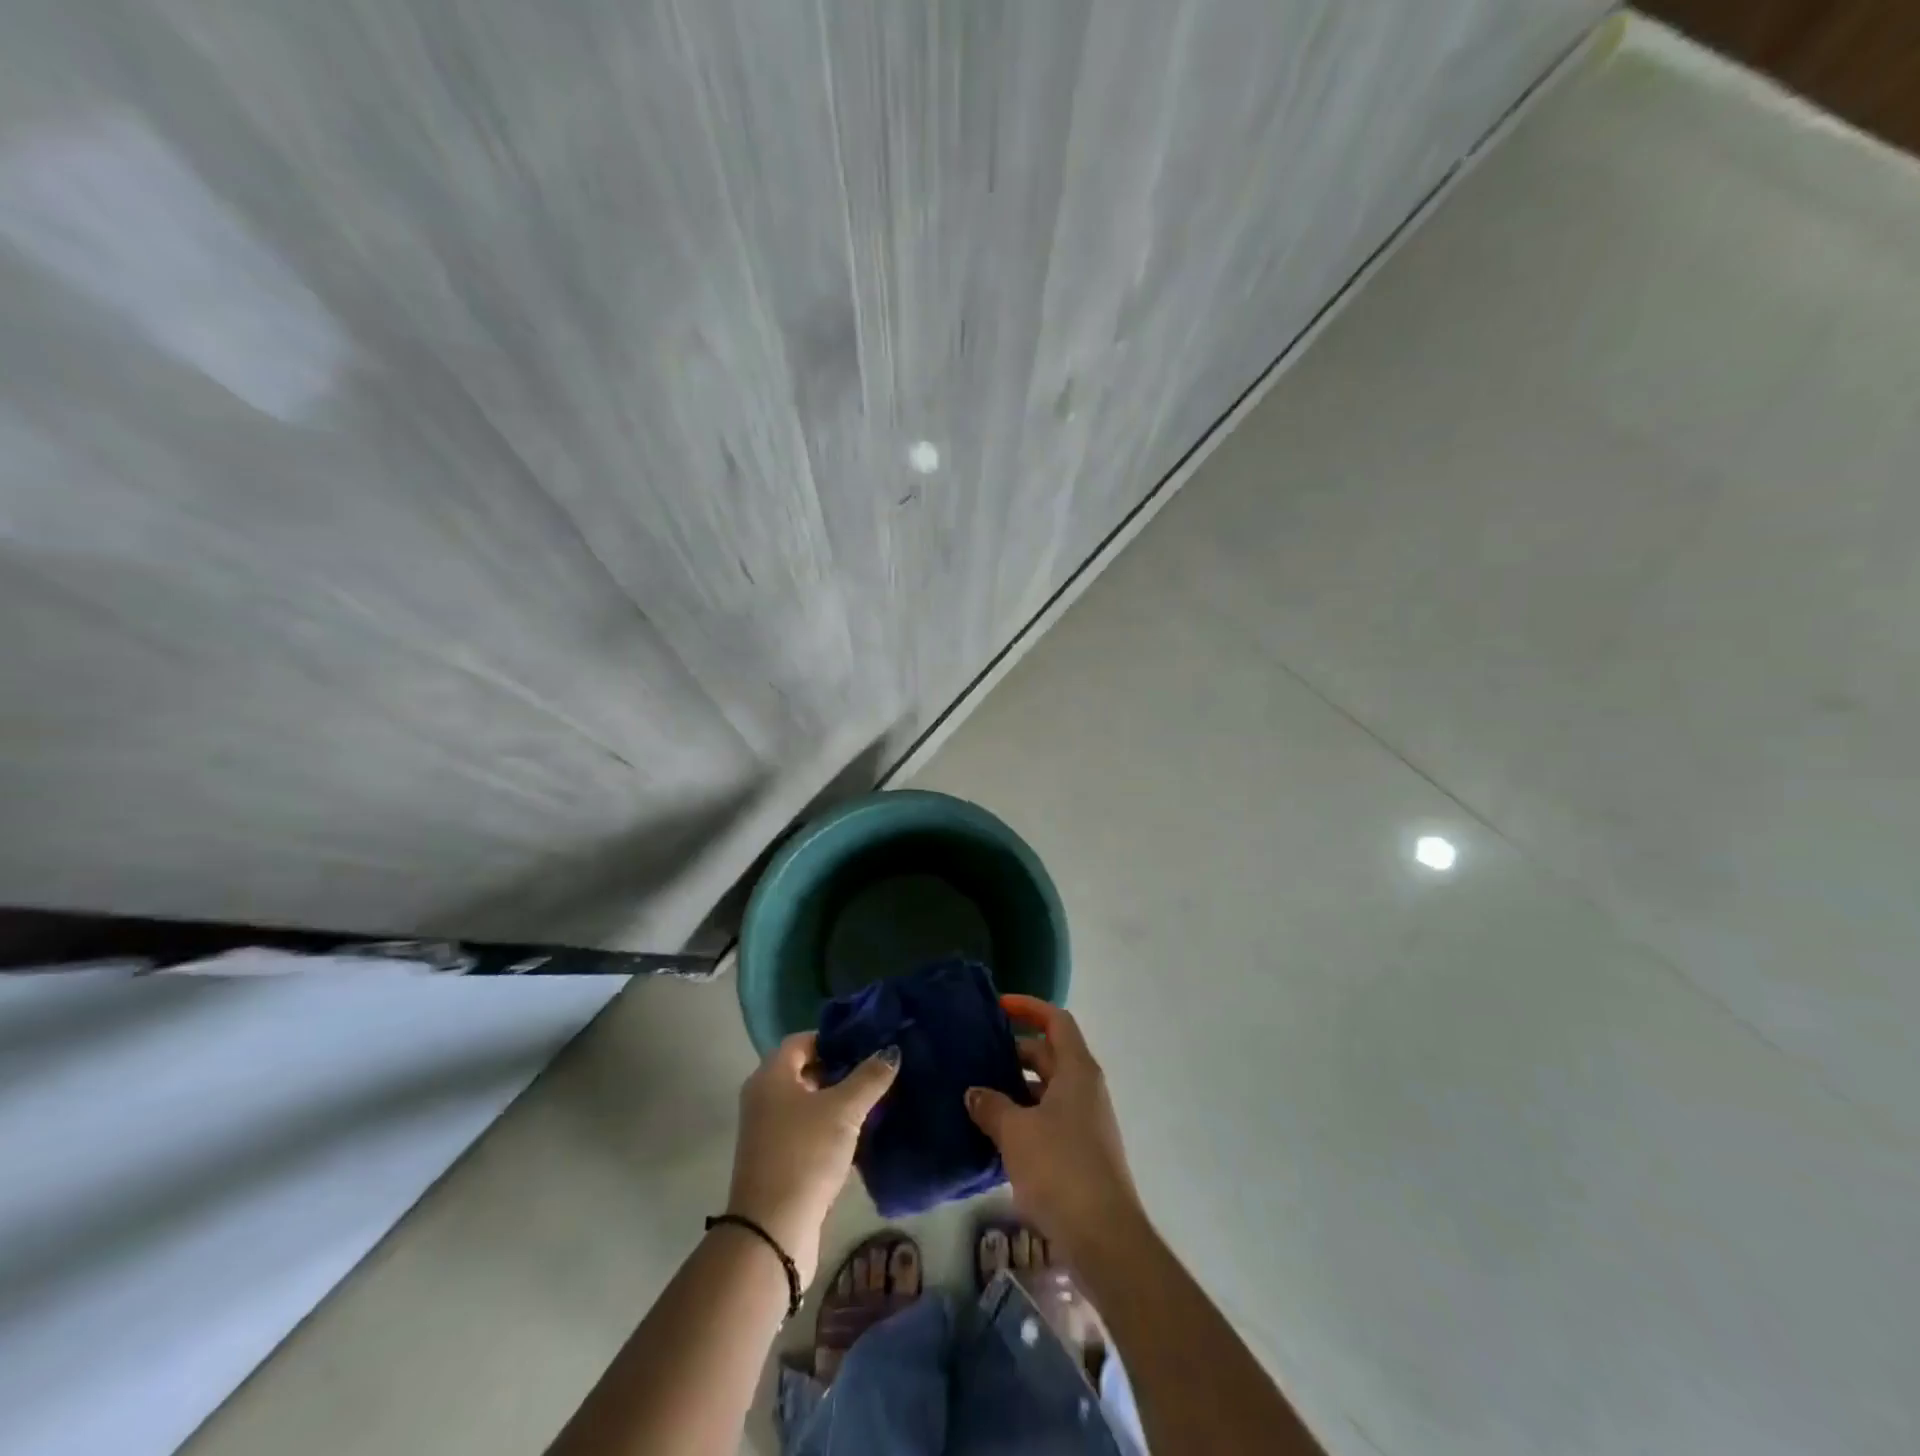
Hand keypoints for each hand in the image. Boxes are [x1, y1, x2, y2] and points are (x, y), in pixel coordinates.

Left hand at [726, 1033, 898, 1284]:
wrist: (772, 1232)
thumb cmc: (805, 1154)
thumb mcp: (844, 1110)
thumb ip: (870, 1077)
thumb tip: (892, 1050)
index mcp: (770, 1075)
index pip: (803, 1040)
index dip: (834, 1038)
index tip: (867, 1043)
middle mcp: (763, 1097)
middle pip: (805, 1070)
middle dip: (840, 1069)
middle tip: (876, 1070)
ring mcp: (767, 1131)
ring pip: (808, 1103)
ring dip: (837, 1101)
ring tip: (875, 1100)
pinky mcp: (777, 1160)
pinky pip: (807, 1130)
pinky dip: (829, 1127)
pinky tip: (859, 1134)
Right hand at [966, 997, 1142, 1252]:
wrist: (1103, 1237)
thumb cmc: (1060, 1168)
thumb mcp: (1016, 1132)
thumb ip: (991, 1106)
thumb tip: (974, 1093)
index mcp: (1077, 1070)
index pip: (1056, 1021)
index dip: (1028, 1007)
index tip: (998, 1007)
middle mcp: (1085, 1088)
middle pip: (1049, 1055)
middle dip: (1014, 1053)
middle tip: (976, 1057)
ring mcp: (1086, 1122)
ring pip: (1047, 1090)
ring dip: (1016, 1089)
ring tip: (977, 1096)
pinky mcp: (1081, 1153)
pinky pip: (1048, 1120)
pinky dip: (1024, 1118)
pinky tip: (994, 1136)